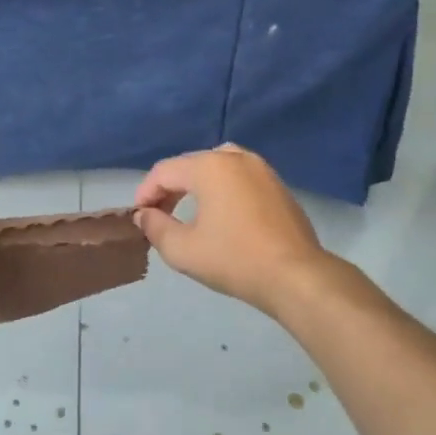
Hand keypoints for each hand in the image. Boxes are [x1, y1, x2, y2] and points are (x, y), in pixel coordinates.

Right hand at [134, 144, 330, 316]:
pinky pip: (239, 176)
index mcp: (210, 167)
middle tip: (158, 215)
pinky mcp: (277, 185)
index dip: (145, 192)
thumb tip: (145, 215)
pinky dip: (222, 188)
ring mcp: (261, 169)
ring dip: (196, 185)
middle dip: (169, 188)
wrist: (296, 276)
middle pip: (190, 164)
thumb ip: (156, 228)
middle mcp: (236, 157)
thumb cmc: (235, 260)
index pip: (164, 171)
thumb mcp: (183, 250)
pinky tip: (220, 215)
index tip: (139, 217)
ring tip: (187, 211)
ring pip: (216, 166)